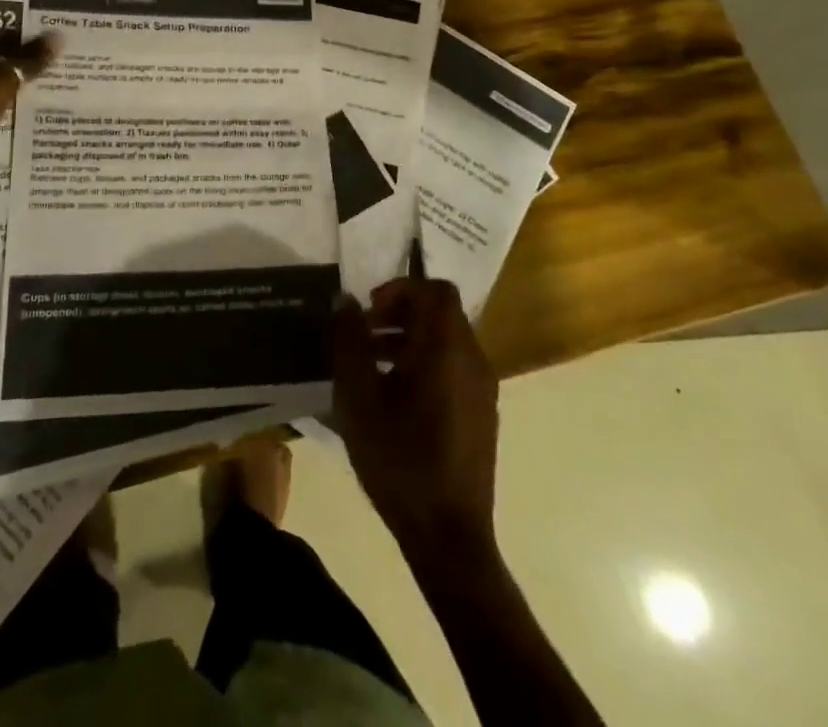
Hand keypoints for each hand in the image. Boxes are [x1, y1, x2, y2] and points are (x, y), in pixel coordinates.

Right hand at [332, 277, 499, 560]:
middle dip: (399, 313)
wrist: (449, 537)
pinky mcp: (482, 412)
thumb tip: (345, 300)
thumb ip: (350, 342)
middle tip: (363, 335)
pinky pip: (453, 366)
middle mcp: (472, 359)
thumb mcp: (359, 399)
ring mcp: (482, 387)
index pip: (434, 290)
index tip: (368, 311)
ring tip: (370, 365)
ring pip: (446, 339)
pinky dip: (424, 362)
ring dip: (408, 338)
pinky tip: (393, 397)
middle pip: (440, 312)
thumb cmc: (400, 461)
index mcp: (447, 350)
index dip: (399, 289)